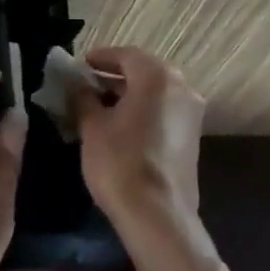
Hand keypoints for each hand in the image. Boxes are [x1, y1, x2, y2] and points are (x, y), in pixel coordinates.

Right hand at [70, 47, 205, 240]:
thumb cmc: (119, 162)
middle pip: (144, 71)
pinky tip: (120, 124)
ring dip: (129, 93)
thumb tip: (76, 83)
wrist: (157, 215)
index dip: (100, 57)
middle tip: (87, 83)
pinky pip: (164, 111)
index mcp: (157, 77)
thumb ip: (83, 97)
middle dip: (115, 75)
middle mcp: (181, 88)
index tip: (80, 64)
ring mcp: (191, 114)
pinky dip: (143, 109)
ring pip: (156, 92)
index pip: (126, 55)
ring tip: (99, 104)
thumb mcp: (92, 126)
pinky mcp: (192, 137)